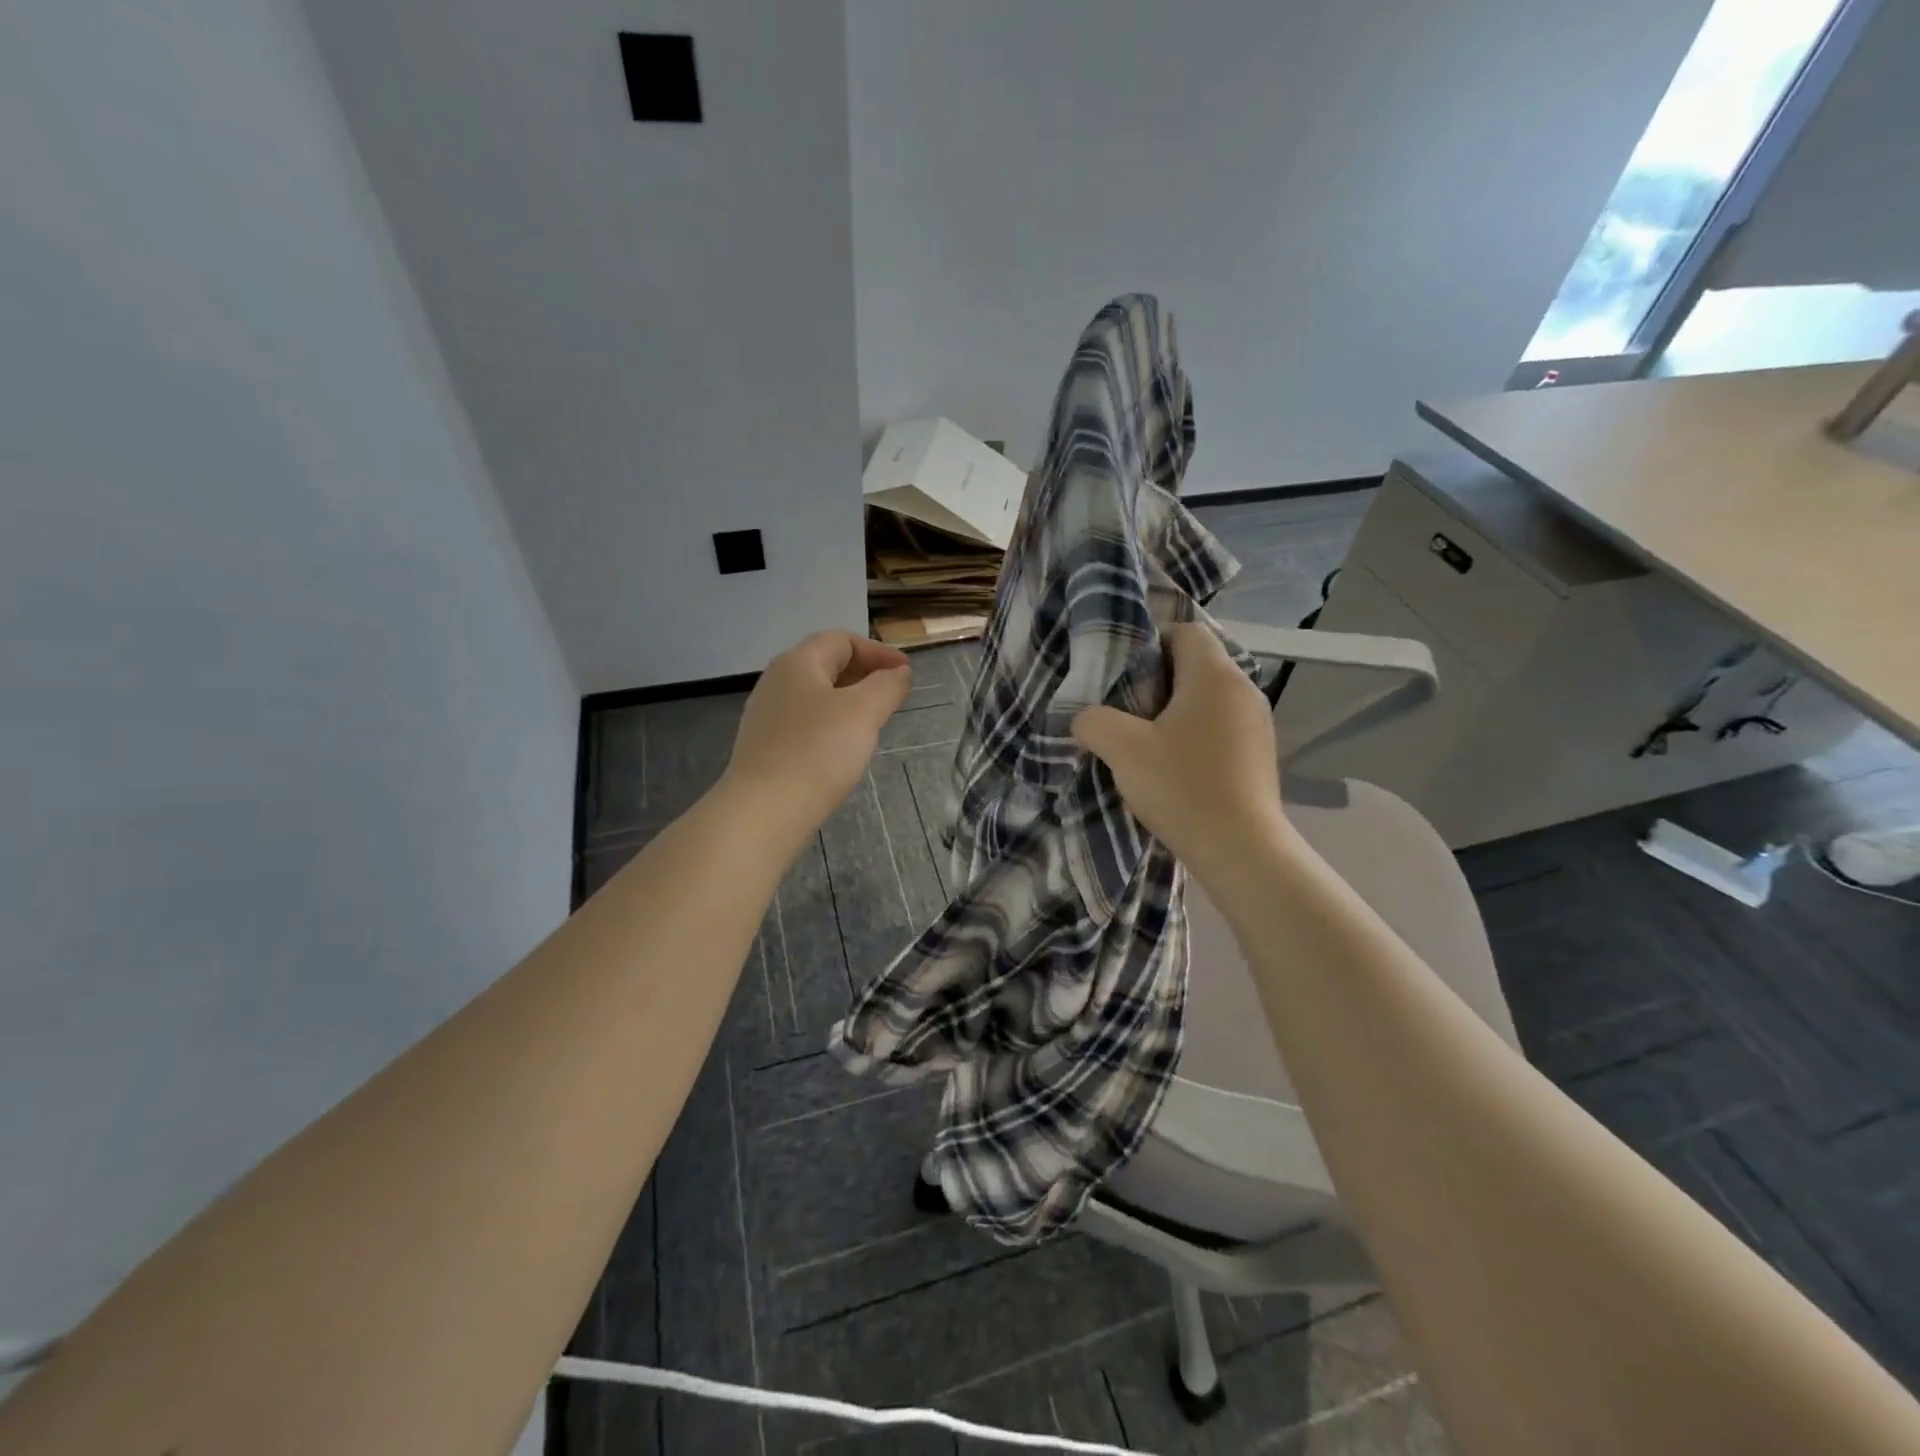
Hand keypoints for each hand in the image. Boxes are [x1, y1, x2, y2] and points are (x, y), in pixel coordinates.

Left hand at [722, 631, 911, 841]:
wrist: (764, 812)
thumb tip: (898, 672)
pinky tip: (844, 749)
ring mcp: (767, 716)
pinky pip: (806, 724)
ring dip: (849, 701)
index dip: (879, 651)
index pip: (842, 640)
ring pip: (816, 696)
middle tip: (894, 696)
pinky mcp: (766, 747)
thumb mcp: (864, 711)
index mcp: (798, 663)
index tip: (907, 673)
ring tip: (874, 722)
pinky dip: (832, 725)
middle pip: (826, 664)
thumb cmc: (817, 752)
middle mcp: (776, 682)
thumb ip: (886, 685)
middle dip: (865, 675)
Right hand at [1072, 623, 1295, 878]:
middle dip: (1160, 680)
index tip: (1125, 673)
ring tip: (1148, 740)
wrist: (1240, 849)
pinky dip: (1198, 734)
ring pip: (1211, 698)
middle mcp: (1244, 690)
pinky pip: (1224, 726)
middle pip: (1199, 664)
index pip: (1186, 631)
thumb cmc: (1181, 787)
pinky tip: (1176, 765)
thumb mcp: (1122, 750)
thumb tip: (1087, 719)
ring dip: (1179, 710)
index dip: (1152, 642)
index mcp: (1214, 676)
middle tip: (1128, 707)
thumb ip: (1094, 722)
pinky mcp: (1261, 755)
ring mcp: (1258, 724)